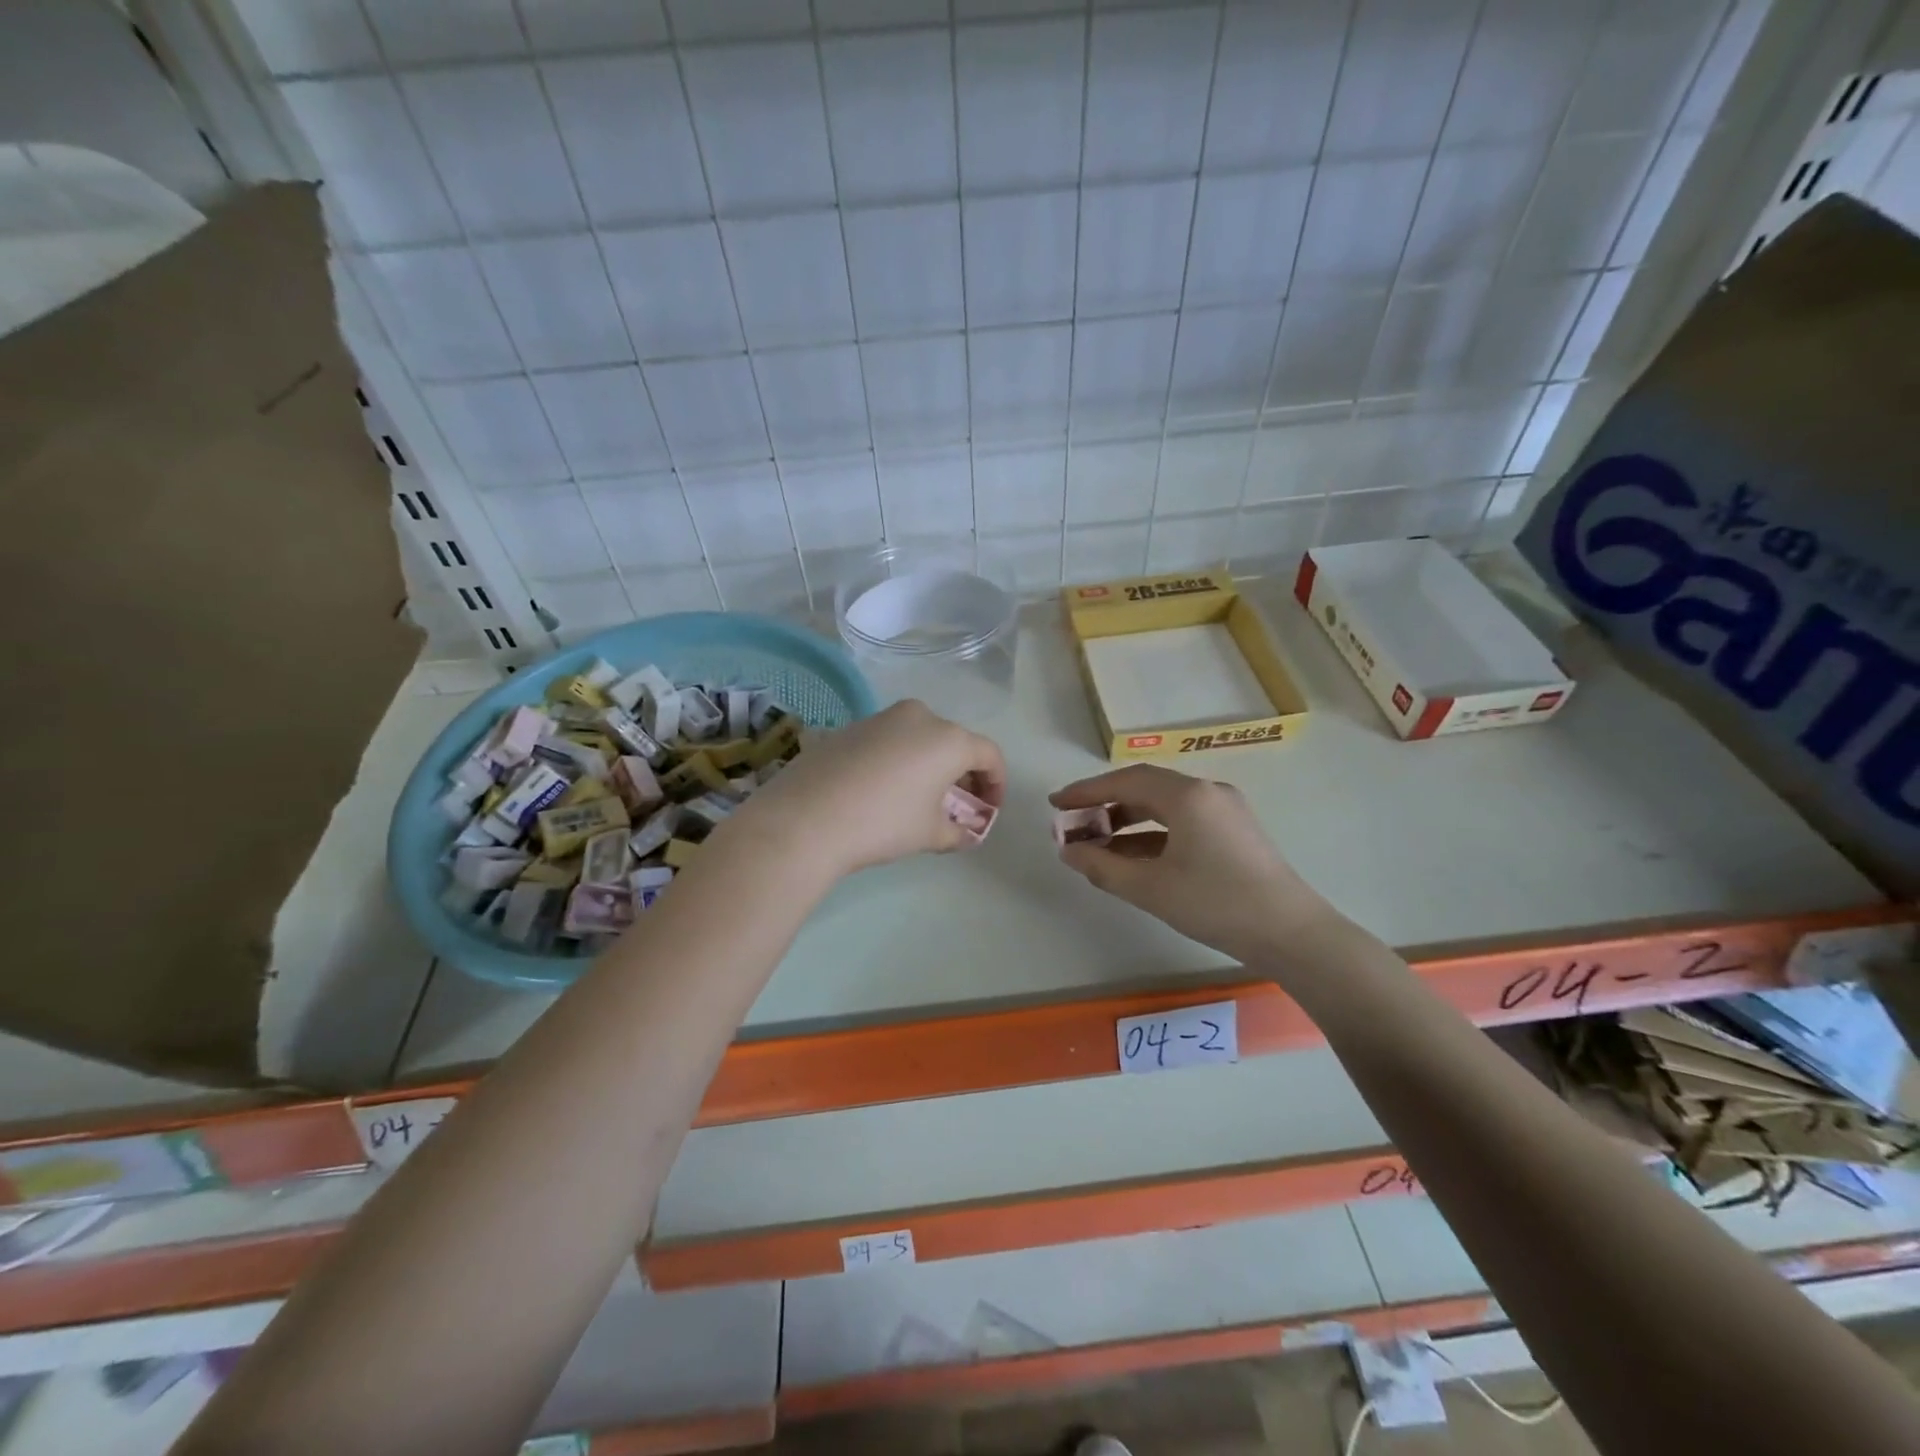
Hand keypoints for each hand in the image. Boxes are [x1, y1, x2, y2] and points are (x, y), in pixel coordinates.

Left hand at [731, 700, 1005, 875]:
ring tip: (921, 800)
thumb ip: (957, 832)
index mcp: (949, 738)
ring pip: (920, 738)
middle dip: (963, 774)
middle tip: (959, 806)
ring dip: (930, 765)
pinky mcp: (851, 728)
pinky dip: (900, 761)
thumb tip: (967, 834)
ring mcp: (882, 718)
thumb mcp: (929, 834)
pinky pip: (890, 741)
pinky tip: (885, 790)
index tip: (989, 810)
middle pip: (955, 742)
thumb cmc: (883, 823)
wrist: (806, 818)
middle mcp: (920, 717)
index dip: (996, 783)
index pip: (989, 754)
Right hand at [1051, 764, 1336, 961]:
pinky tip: (1132, 857)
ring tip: (1097, 843)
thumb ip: (1102, 866)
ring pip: (1163, 806)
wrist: (1292, 934)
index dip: (1086, 791)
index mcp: (1187, 796)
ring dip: (1127, 821)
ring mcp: (1224, 811)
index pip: (1125, 781)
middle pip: (1144, 788)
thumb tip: (1068, 851)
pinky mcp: (1234, 831)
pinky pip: (1182, 821)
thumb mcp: (1150, 888)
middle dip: (1105, 804)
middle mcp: (1207, 792)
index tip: (1056, 803)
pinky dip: (1152, 834)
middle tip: (1073, 824)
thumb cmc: (1216, 904)